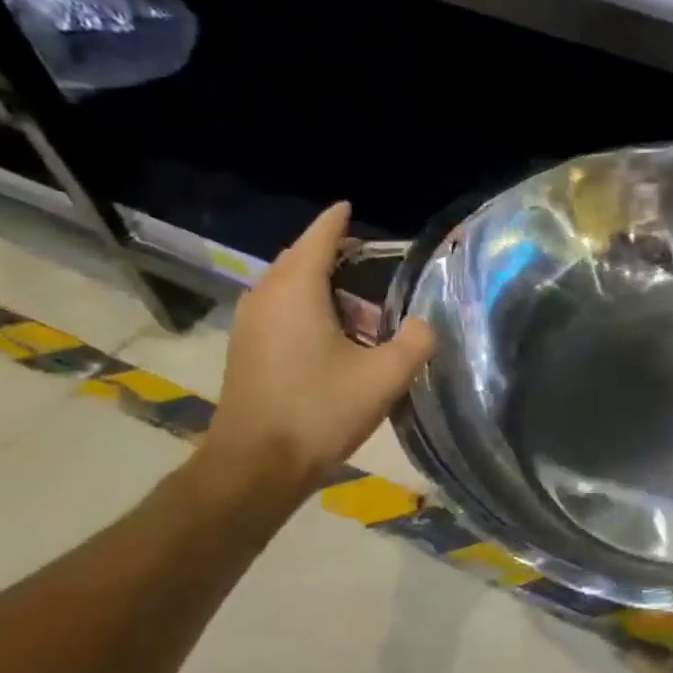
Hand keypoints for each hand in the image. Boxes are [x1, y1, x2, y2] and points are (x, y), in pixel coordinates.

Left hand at [201, 202, 434, 495]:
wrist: (257, 465)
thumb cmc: (321, 411)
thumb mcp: (385, 376)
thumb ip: (415, 342)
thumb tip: (425, 324)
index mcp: (296, 290)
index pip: (318, 238)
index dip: (337, 222)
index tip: (350, 206)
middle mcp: (266, 297)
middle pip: (302, 261)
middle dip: (337, 260)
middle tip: (373, 268)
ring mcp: (251, 325)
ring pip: (292, 291)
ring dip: (328, 295)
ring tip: (368, 321)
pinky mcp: (247, 351)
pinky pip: (282, 314)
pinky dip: (311, 314)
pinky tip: (340, 345)